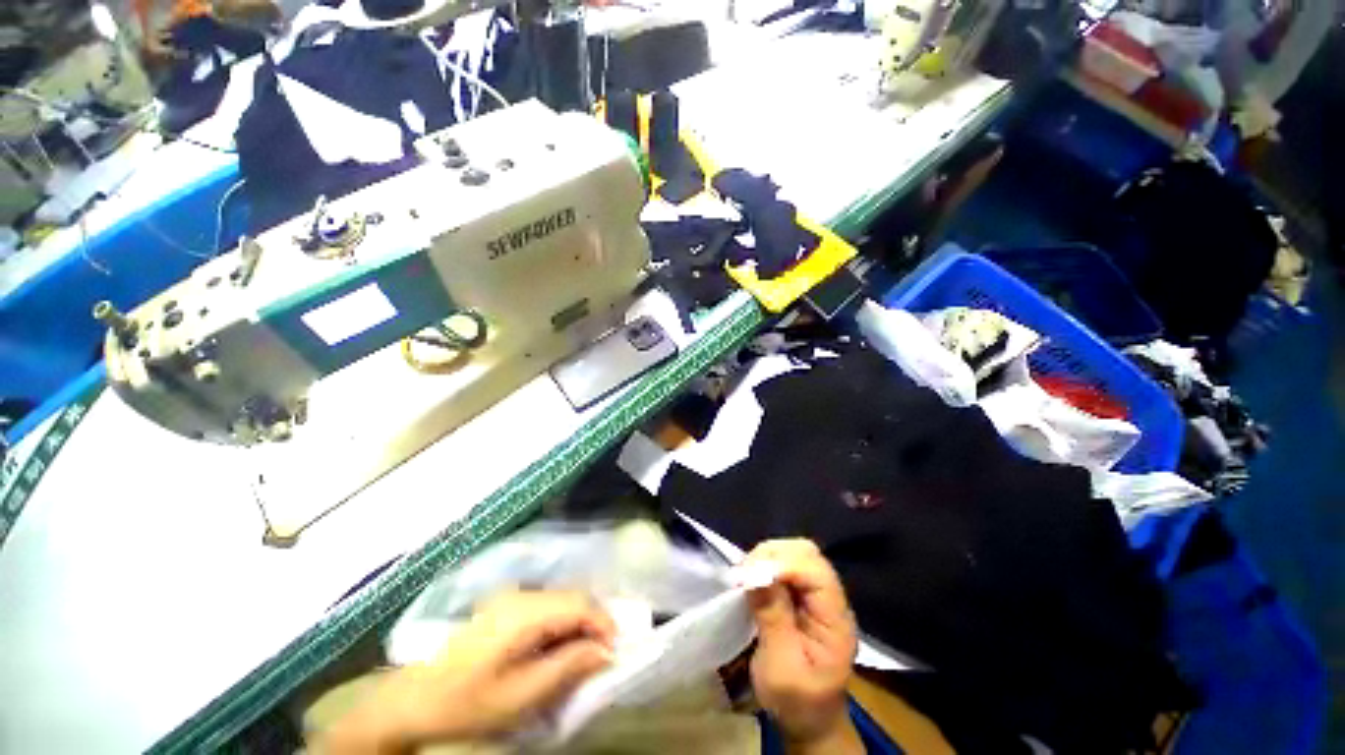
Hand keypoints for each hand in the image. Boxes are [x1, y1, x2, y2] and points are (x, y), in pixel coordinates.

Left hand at [317, 591, 615, 753]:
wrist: (414, 699)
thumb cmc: (468, 702)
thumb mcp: (521, 694)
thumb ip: (567, 667)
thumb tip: (606, 651)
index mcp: (525, 613)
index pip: (579, 604)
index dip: (604, 622)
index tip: (617, 649)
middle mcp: (522, 595)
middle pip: (573, 597)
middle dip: (595, 622)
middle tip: (604, 653)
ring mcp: (512, 598)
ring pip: (562, 600)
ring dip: (579, 622)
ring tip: (585, 652)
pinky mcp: (506, 606)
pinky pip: (547, 606)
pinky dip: (562, 623)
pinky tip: (559, 646)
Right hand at [745, 539, 861, 753]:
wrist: (808, 720)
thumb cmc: (796, 701)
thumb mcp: (780, 667)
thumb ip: (772, 617)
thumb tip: (755, 573)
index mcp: (835, 620)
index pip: (816, 572)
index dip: (783, 564)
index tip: (749, 574)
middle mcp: (830, 599)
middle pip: (807, 554)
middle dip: (773, 555)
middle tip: (745, 572)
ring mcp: (817, 596)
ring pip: (795, 554)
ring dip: (768, 557)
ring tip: (746, 575)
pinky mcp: (803, 595)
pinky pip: (786, 565)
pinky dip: (766, 565)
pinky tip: (753, 579)